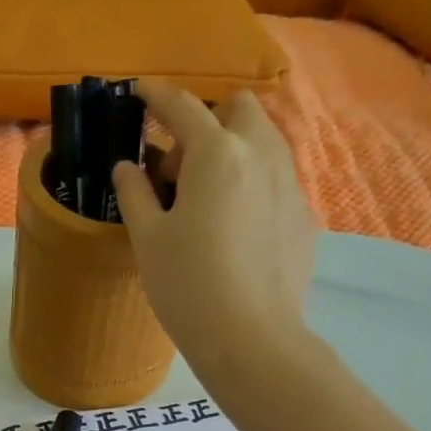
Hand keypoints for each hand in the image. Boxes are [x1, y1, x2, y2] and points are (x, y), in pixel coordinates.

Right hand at [111, 81, 319, 369]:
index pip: (182, 107)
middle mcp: (261, 155)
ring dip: (234, 150)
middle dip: (208, 120)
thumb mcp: (148, 239)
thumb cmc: (187, 286)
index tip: (139, 91)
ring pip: (264, 142)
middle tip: (179, 167)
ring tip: (207, 198)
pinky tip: (236, 229)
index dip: (156, 96)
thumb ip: (134, 193)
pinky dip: (252, 185)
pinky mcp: (303, 217)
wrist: (250, 339)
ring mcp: (289, 185)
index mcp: (217, 154)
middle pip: (239, 109)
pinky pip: (276, 181)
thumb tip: (127, 166)